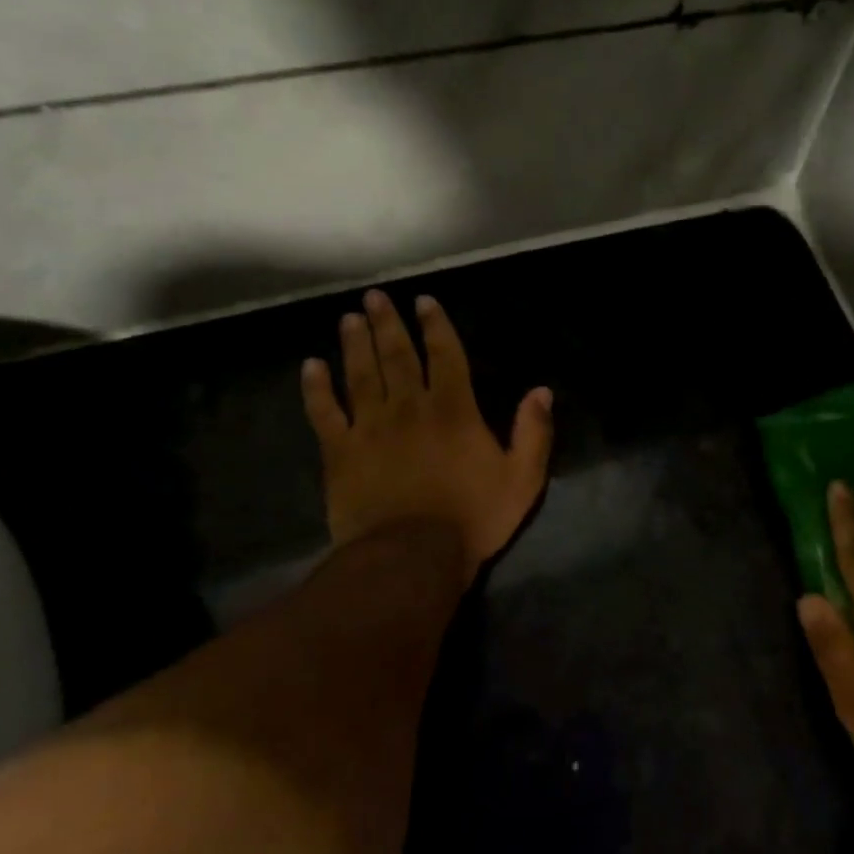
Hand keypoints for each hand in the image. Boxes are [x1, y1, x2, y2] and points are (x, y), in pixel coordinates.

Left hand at [299, 289, 553, 582]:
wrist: (411, 556)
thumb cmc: (472, 518)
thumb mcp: (522, 478)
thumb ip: (534, 432)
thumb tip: (542, 391)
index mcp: (453, 410)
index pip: (444, 355)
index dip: (435, 326)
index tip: (424, 301)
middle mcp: (409, 407)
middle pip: (396, 355)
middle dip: (387, 323)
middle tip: (375, 297)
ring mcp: (369, 428)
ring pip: (360, 375)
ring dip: (354, 344)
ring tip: (349, 318)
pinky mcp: (339, 452)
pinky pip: (324, 412)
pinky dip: (316, 388)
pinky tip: (311, 366)